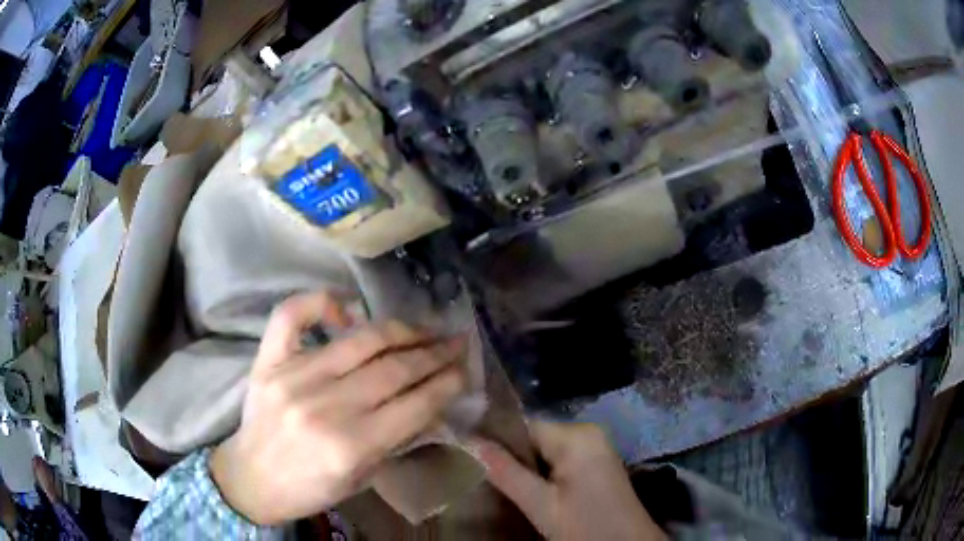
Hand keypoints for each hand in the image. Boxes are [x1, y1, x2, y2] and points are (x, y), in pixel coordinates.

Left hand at [211, 291, 466, 524]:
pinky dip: (322, 302)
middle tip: (456, 341)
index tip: (465, 369)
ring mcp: (293, 377)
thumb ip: (396, 440)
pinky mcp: (268, 361)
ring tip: (423, 328)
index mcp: (351, 446)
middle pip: (393, 368)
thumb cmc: (310, 488)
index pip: (414, 404)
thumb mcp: (363, 479)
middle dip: (434, 353)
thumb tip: (430, 402)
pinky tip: (348, 309)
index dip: (447, 383)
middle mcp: (325, 406)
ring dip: (400, 330)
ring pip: (359, 340)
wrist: (251, 479)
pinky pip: (293, 316)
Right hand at [471, 421, 665, 540]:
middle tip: (486, 476)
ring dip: (527, 466)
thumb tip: (471, 442)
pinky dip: (544, 470)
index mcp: (576, 436)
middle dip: (512, 456)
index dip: (496, 440)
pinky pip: (561, 457)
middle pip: (536, 436)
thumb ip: (506, 473)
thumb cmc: (584, 526)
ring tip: (504, 484)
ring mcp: (596, 446)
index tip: (471, 454)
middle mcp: (588, 431)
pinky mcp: (598, 461)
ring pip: (546, 448)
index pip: (524, 426)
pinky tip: (532, 489)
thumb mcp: (541, 505)